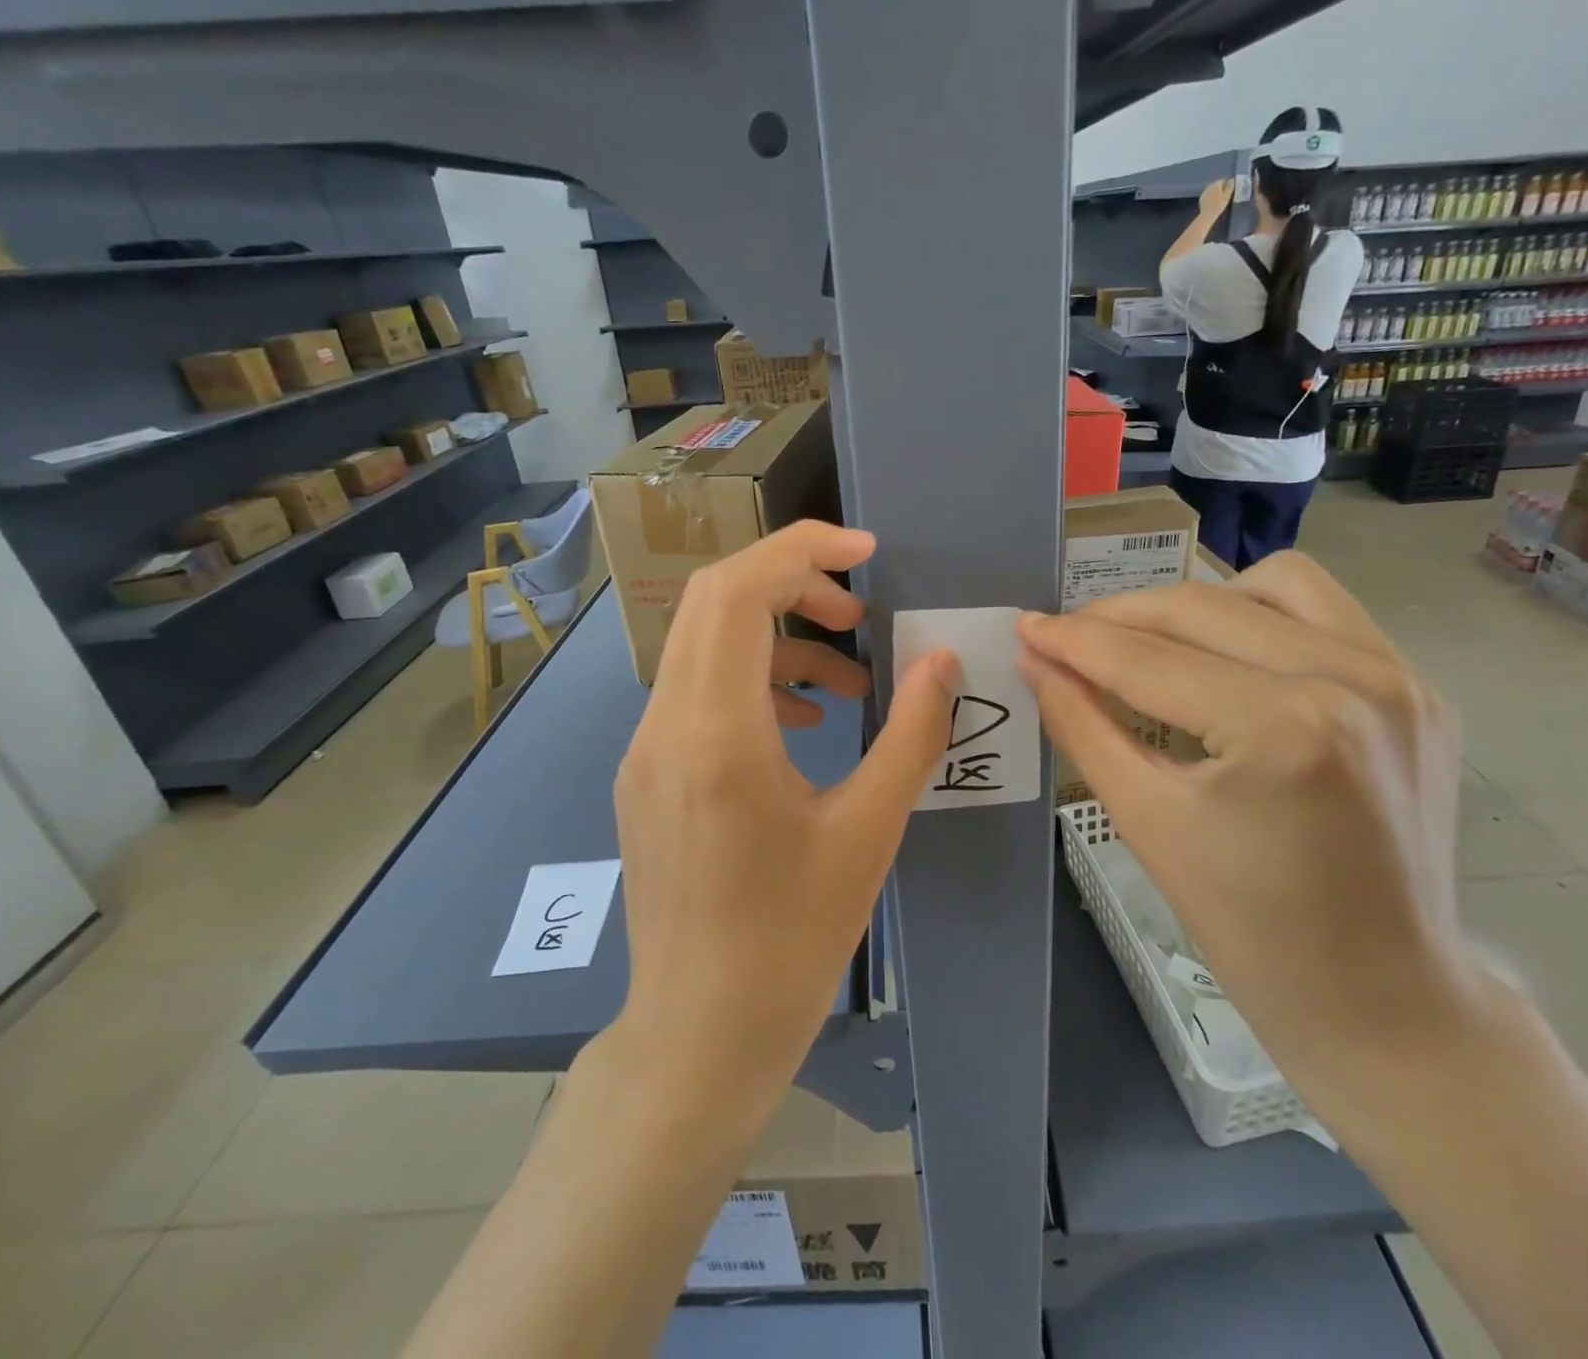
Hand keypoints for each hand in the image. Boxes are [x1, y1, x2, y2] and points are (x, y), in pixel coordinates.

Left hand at [612, 521, 957, 1110]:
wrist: (698, 1038)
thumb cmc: (790, 942)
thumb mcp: (869, 833)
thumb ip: (912, 736)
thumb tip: (941, 660)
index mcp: (715, 734)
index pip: (737, 591)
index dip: (802, 550)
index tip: (867, 552)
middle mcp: (664, 727)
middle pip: (712, 602)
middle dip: (792, 583)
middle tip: (861, 613)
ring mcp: (646, 752)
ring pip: (705, 647)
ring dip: (778, 639)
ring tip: (850, 682)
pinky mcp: (649, 778)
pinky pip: (699, 694)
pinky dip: (755, 683)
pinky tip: (804, 725)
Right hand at [1018, 552, 1472, 1058]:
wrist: (1382, 1001)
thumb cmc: (1252, 932)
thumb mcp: (1147, 823)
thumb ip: (1082, 727)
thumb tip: (1036, 661)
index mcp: (1284, 728)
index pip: (1148, 660)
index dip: (1074, 640)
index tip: (1025, 628)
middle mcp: (1352, 679)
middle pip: (1201, 608)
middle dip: (1118, 617)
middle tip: (1066, 638)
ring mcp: (1399, 678)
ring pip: (1271, 584)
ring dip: (1196, 604)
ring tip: (1151, 643)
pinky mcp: (1420, 688)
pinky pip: (1325, 612)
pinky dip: (1261, 616)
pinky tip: (1227, 656)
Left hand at [1197, 178, 1236, 217]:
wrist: (1207, 215)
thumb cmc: (1219, 205)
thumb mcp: (1227, 195)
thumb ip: (1230, 186)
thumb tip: (1231, 179)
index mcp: (1216, 184)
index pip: (1222, 180)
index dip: (1226, 184)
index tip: (1229, 190)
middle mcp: (1209, 186)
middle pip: (1216, 185)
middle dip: (1220, 188)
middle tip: (1224, 194)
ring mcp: (1204, 192)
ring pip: (1211, 189)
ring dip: (1215, 192)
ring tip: (1218, 198)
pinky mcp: (1201, 198)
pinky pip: (1207, 195)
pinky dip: (1210, 196)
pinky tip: (1212, 202)